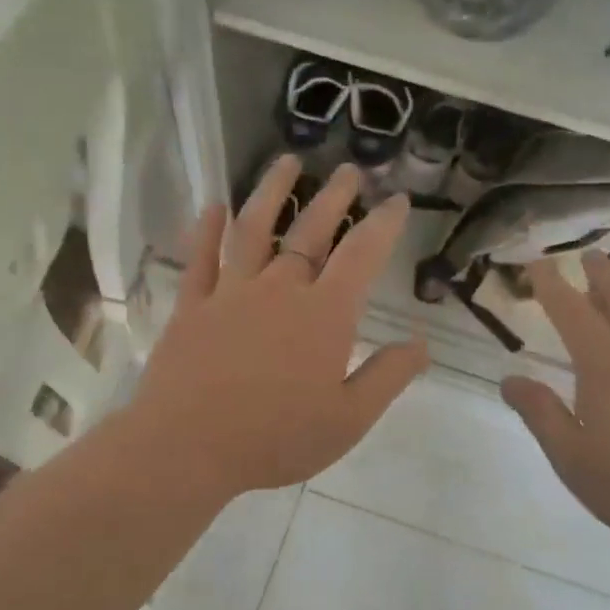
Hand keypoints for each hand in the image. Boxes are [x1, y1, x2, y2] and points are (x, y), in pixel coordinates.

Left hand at [128, 156, 429, 497]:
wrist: (188, 447)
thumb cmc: (276, 438)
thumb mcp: (348, 419)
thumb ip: (387, 377)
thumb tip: (422, 343)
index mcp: (324, 314)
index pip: (362, 255)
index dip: (383, 224)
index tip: (397, 201)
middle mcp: (280, 289)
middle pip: (311, 231)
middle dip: (335, 197)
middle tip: (349, 171)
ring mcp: (231, 293)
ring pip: (254, 229)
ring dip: (272, 192)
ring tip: (287, 162)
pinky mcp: (192, 306)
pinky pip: (201, 259)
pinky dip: (208, 230)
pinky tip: (214, 207)